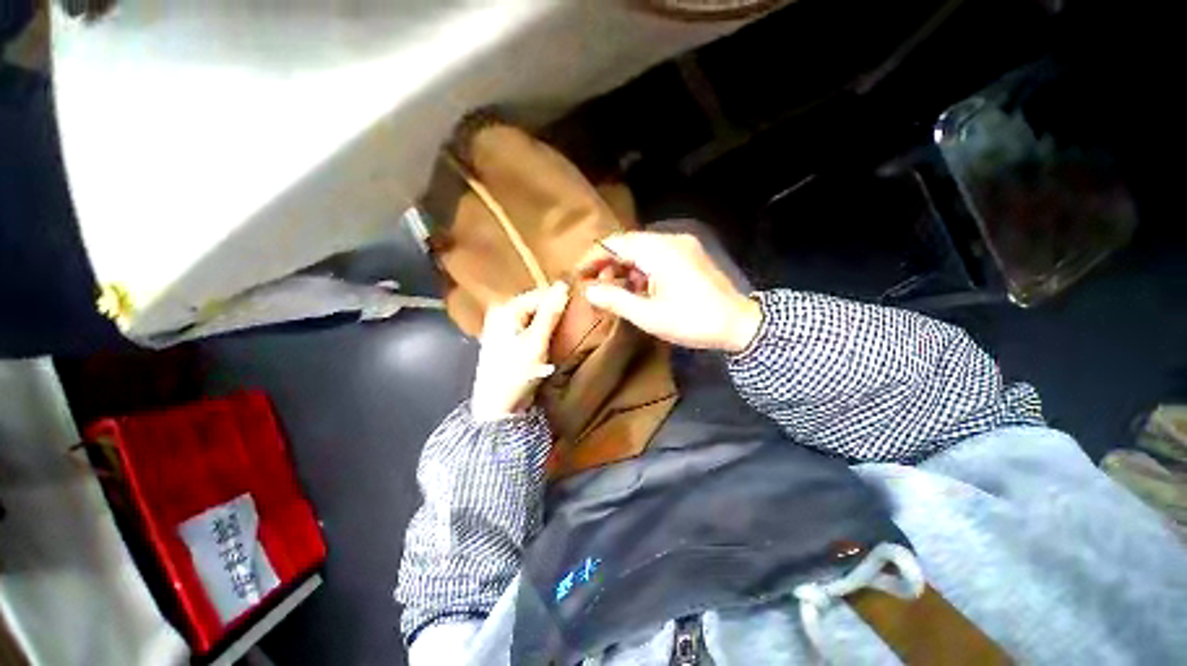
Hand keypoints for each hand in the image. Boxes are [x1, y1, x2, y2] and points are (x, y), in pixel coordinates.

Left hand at [471, 282, 570, 421]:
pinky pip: (529, 327)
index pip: (539, 294)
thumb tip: (563, 286)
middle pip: (535, 304)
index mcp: (505, 309)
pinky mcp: (507, 340)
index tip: (580, 305)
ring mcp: (502, 327)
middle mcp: (501, 313)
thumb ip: (549, 313)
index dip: (560, 299)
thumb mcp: (536, 342)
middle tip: (574, 320)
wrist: (497, 408)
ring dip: (549, 322)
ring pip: (533, 316)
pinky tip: (551, 339)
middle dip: (554, 310)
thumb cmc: (516, 373)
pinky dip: (542, 331)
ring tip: (566, 329)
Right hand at [578, 232, 760, 352]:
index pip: (616, 243)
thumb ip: (616, 300)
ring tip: (614, 289)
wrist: (739, 325)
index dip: (593, 256)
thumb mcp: (649, 316)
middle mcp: (670, 240)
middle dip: (607, 262)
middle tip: (594, 284)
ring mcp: (682, 245)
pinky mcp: (689, 255)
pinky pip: (656, 255)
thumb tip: (590, 291)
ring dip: (624, 266)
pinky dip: (641, 269)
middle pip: (628, 243)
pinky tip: (638, 287)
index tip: (579, 273)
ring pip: (642, 249)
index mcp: (659, 251)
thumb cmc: (692, 321)